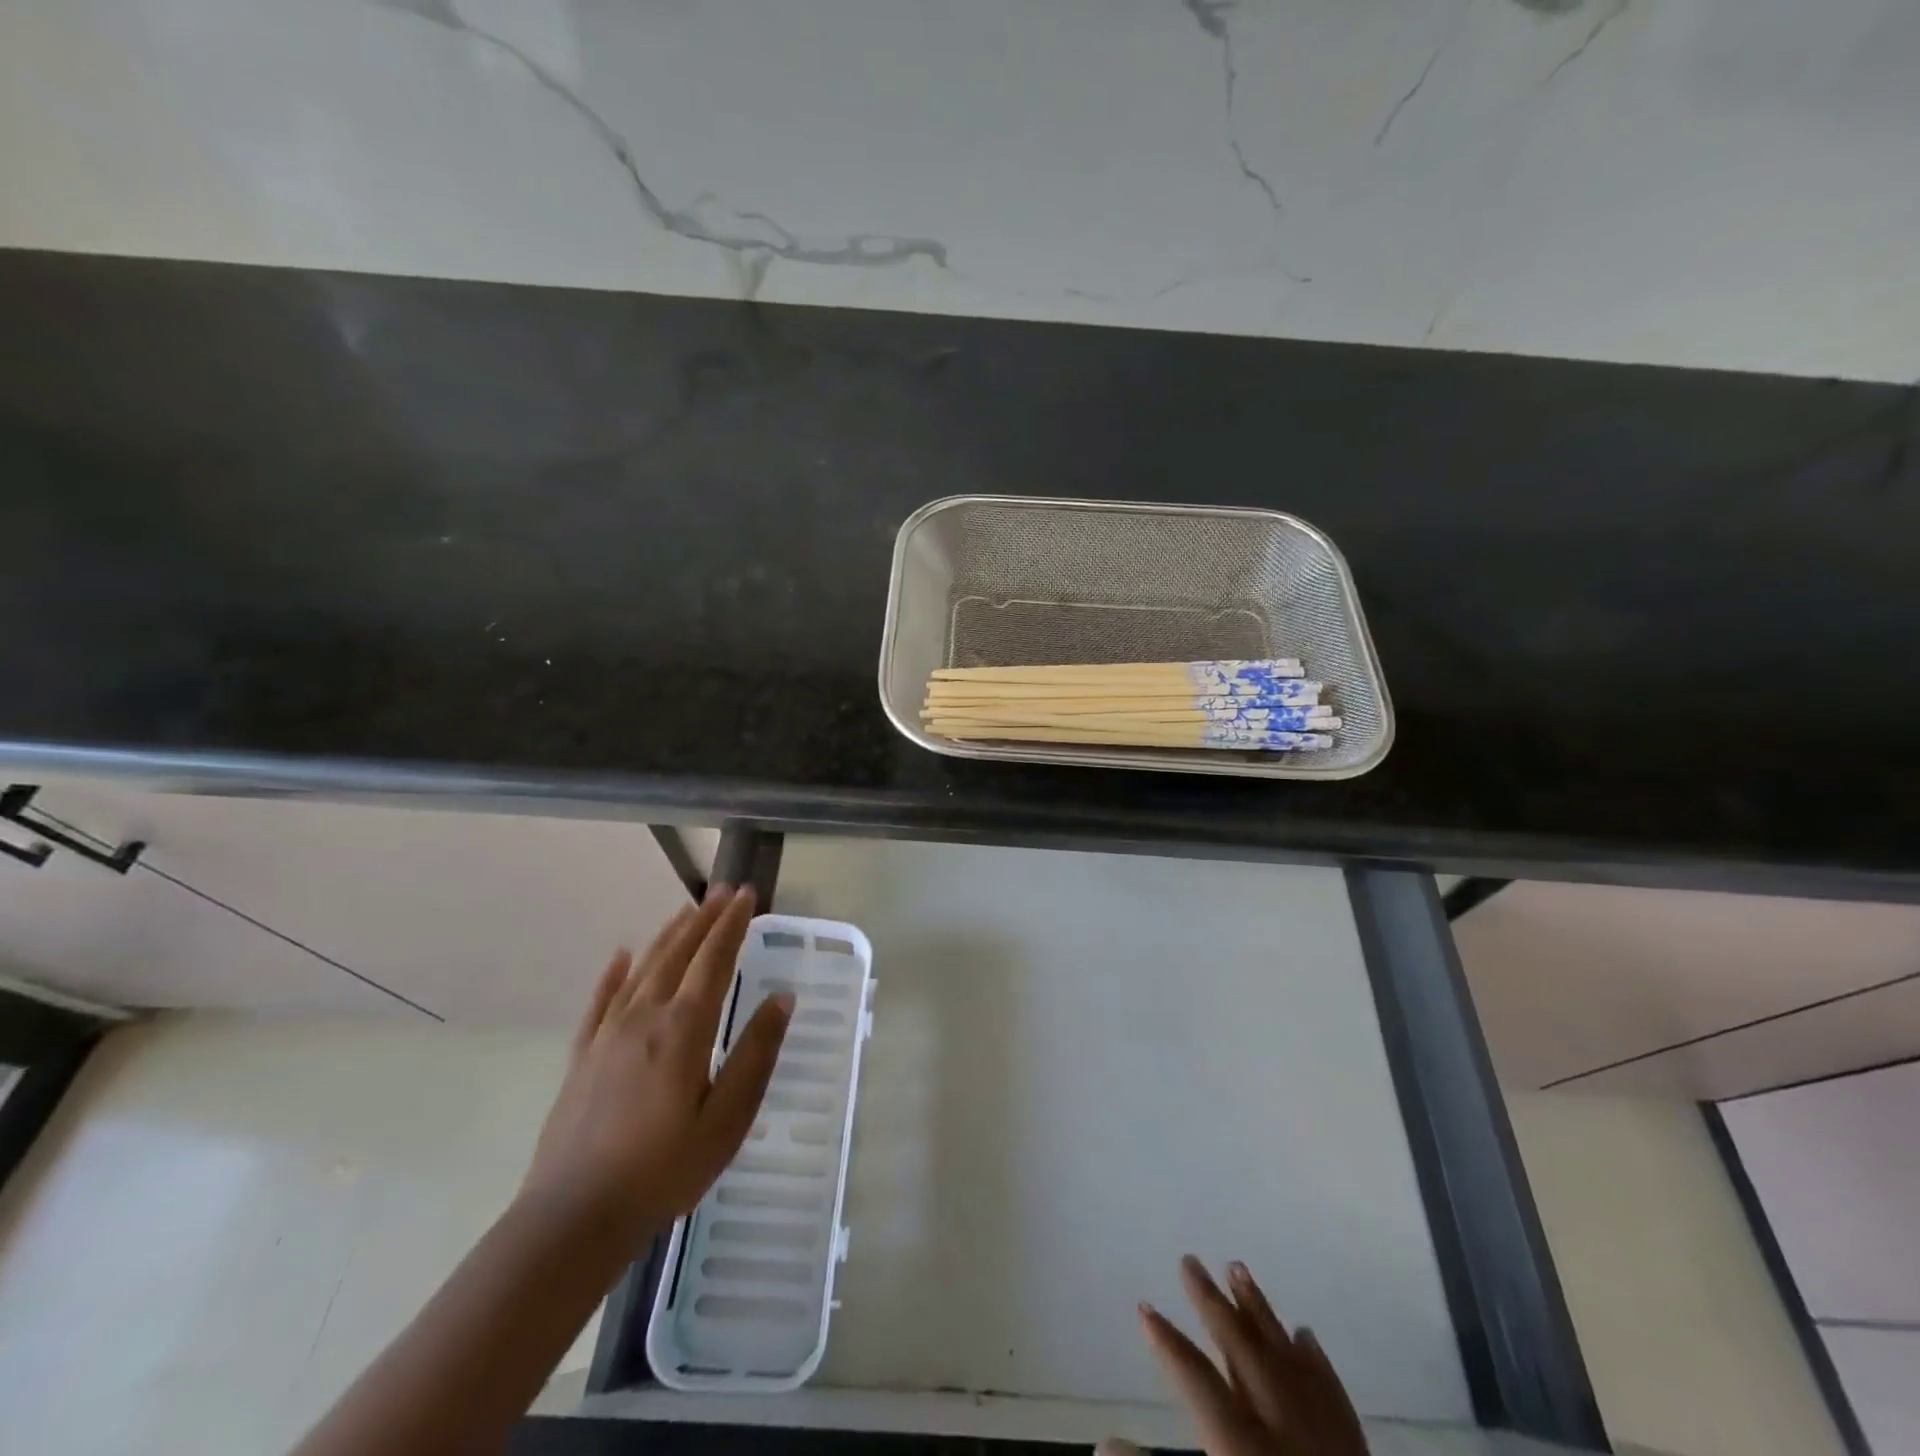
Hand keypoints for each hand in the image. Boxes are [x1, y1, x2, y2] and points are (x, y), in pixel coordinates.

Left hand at [521, 887, 791, 1254]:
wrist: (573, 1219)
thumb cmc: (664, 1170)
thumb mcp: (727, 1119)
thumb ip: (755, 1054)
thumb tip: (782, 998)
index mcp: (683, 1028)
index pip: (714, 960)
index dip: (732, 924)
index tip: (747, 894)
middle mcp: (644, 1017)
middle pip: (678, 954)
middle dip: (704, 919)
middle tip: (722, 891)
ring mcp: (608, 1034)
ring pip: (643, 968)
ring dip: (668, 935)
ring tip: (687, 910)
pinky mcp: (583, 1056)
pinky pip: (601, 1000)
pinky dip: (614, 972)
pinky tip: (620, 955)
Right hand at [1125, 1256, 1367, 1455]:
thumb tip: (1103, 1443)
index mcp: (1242, 1449)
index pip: (1196, 1379)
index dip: (1167, 1341)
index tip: (1144, 1307)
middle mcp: (1283, 1428)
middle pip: (1240, 1348)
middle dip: (1211, 1302)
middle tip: (1188, 1259)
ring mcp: (1324, 1436)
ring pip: (1285, 1354)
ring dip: (1259, 1310)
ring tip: (1237, 1266)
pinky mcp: (1356, 1451)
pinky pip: (1331, 1389)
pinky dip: (1313, 1358)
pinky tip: (1303, 1333)